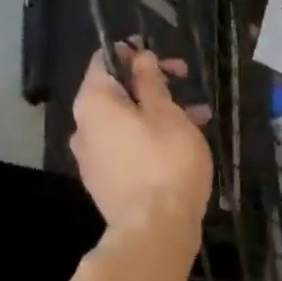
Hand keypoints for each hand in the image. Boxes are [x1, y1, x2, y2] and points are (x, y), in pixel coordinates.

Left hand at [70, 42, 213, 238]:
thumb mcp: (167, 114)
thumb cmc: (166, 162)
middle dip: (151, 85)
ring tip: (197, 118)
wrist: (155, 228)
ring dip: (156, 113)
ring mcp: (92, 158)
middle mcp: (84, 127)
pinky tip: (180, 146)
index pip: (103, 61)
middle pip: (114, 93)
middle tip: (186, 83)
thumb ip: (151, 82)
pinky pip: (126, 148)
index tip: (161, 55)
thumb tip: (140, 57)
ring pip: (124, 123)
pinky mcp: (105, 182)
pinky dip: (149, 138)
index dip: (131, 52)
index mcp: (94, 103)